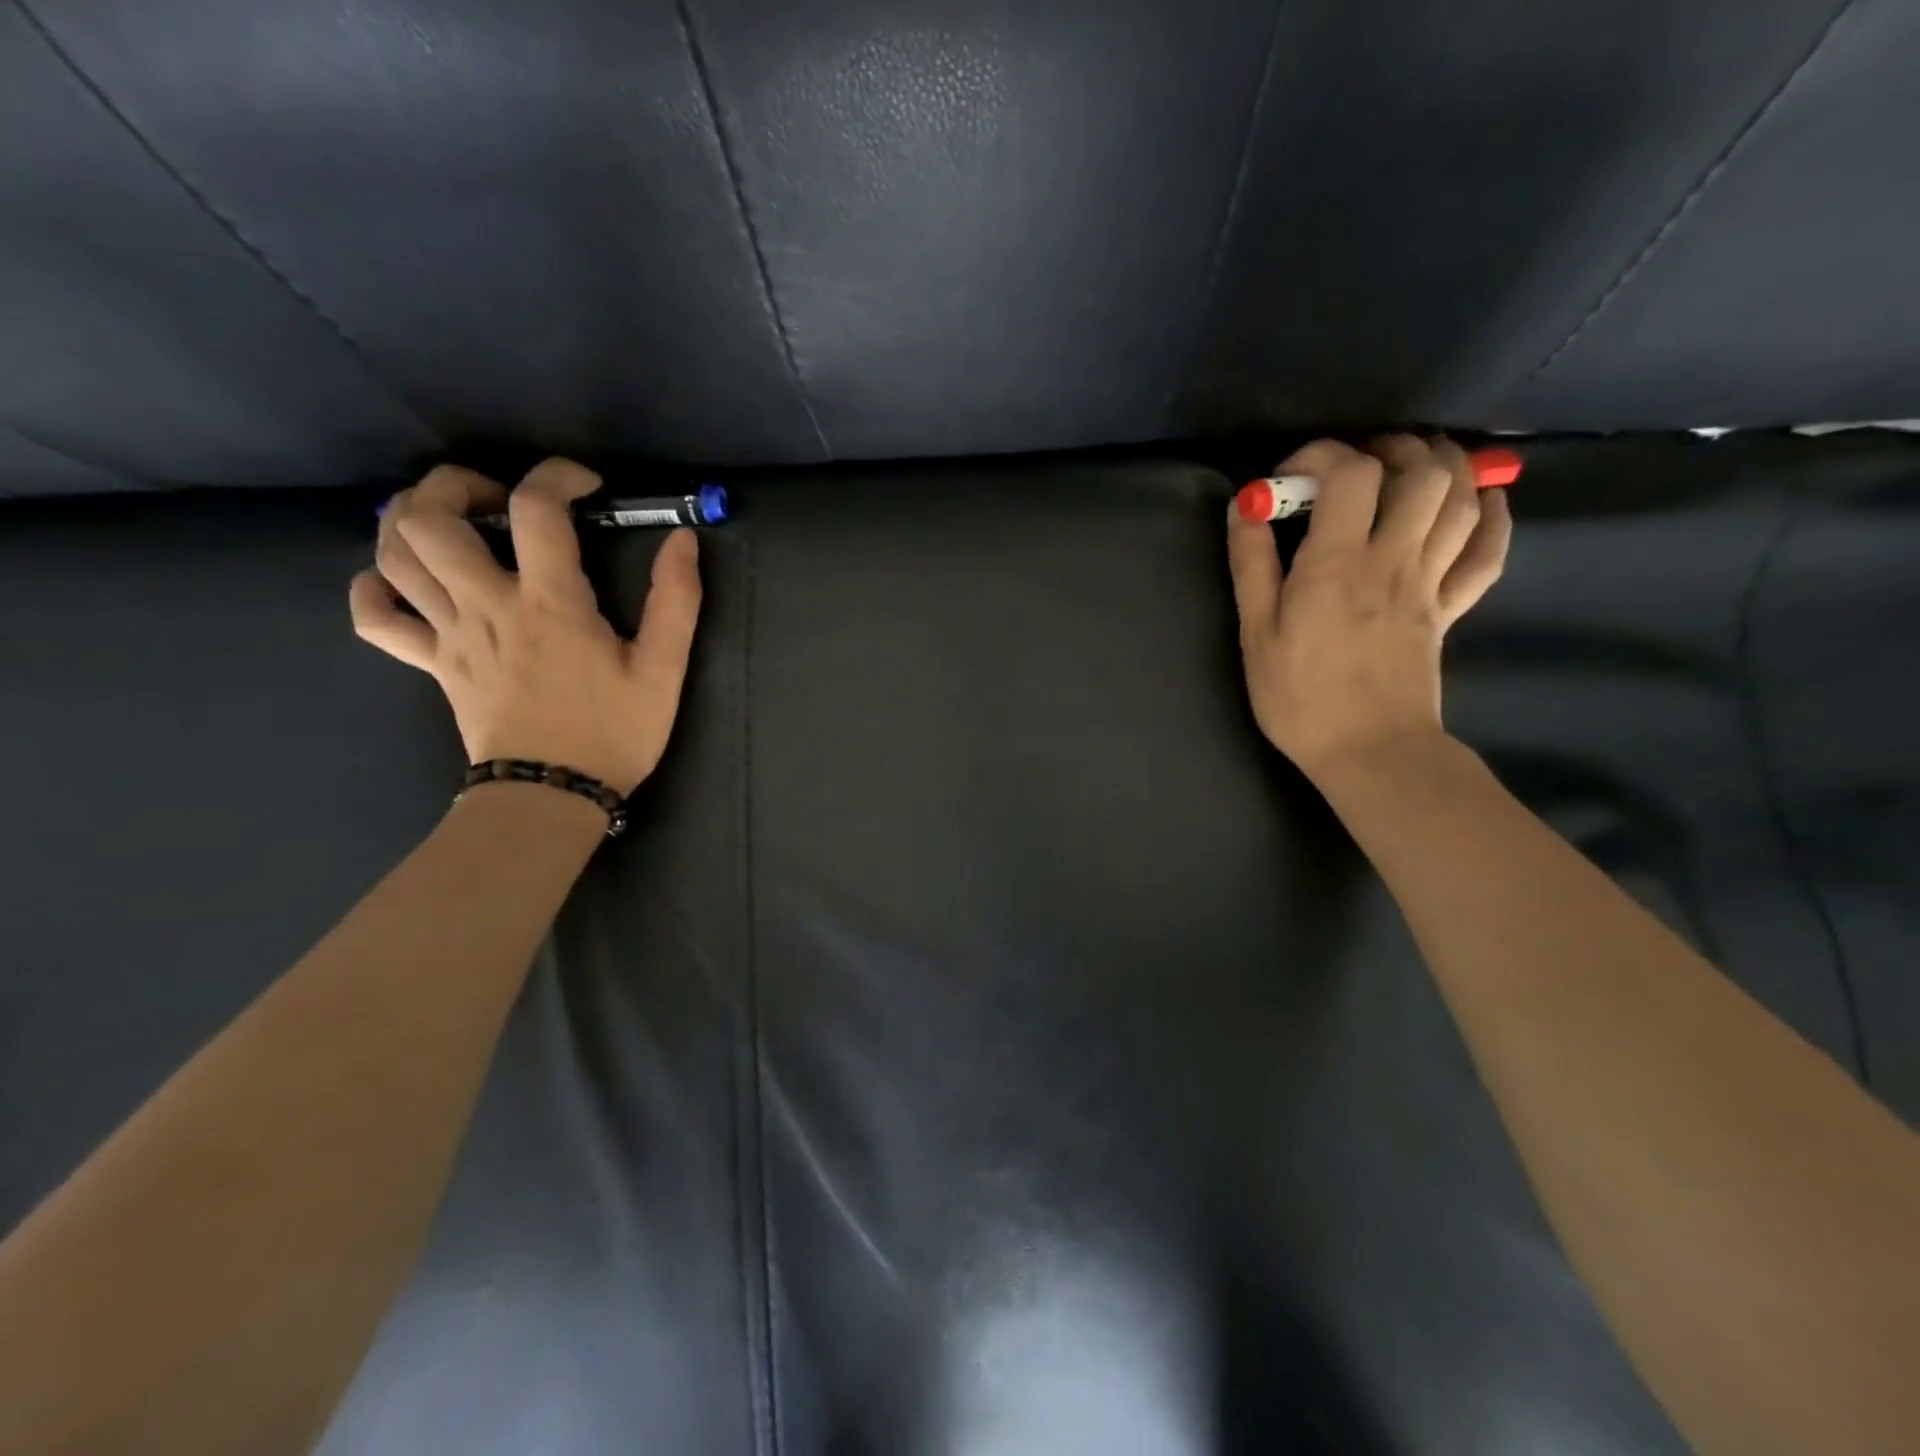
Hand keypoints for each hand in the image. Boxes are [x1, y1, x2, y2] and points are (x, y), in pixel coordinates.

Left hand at [349, 458, 702, 794]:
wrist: (552, 795)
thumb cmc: (614, 732)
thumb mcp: (663, 670)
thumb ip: (676, 601)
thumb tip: (682, 540)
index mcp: (549, 602)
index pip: (536, 508)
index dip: (556, 476)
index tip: (585, 486)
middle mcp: (487, 605)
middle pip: (429, 517)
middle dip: (455, 485)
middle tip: (496, 498)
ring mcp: (450, 635)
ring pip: (393, 556)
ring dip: (409, 521)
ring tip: (450, 522)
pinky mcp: (432, 665)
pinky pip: (376, 619)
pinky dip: (374, 589)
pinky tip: (399, 581)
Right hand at [1227, 435, 1510, 783]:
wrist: (1369, 751)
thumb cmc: (1300, 697)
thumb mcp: (1256, 633)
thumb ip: (1251, 565)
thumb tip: (1245, 507)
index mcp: (1338, 564)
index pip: (1351, 473)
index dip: (1322, 455)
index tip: (1291, 478)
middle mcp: (1394, 559)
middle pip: (1423, 472)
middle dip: (1392, 449)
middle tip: (1358, 464)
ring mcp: (1432, 583)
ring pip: (1463, 500)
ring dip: (1444, 467)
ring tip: (1411, 466)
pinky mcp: (1451, 609)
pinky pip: (1489, 552)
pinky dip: (1491, 516)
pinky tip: (1479, 502)